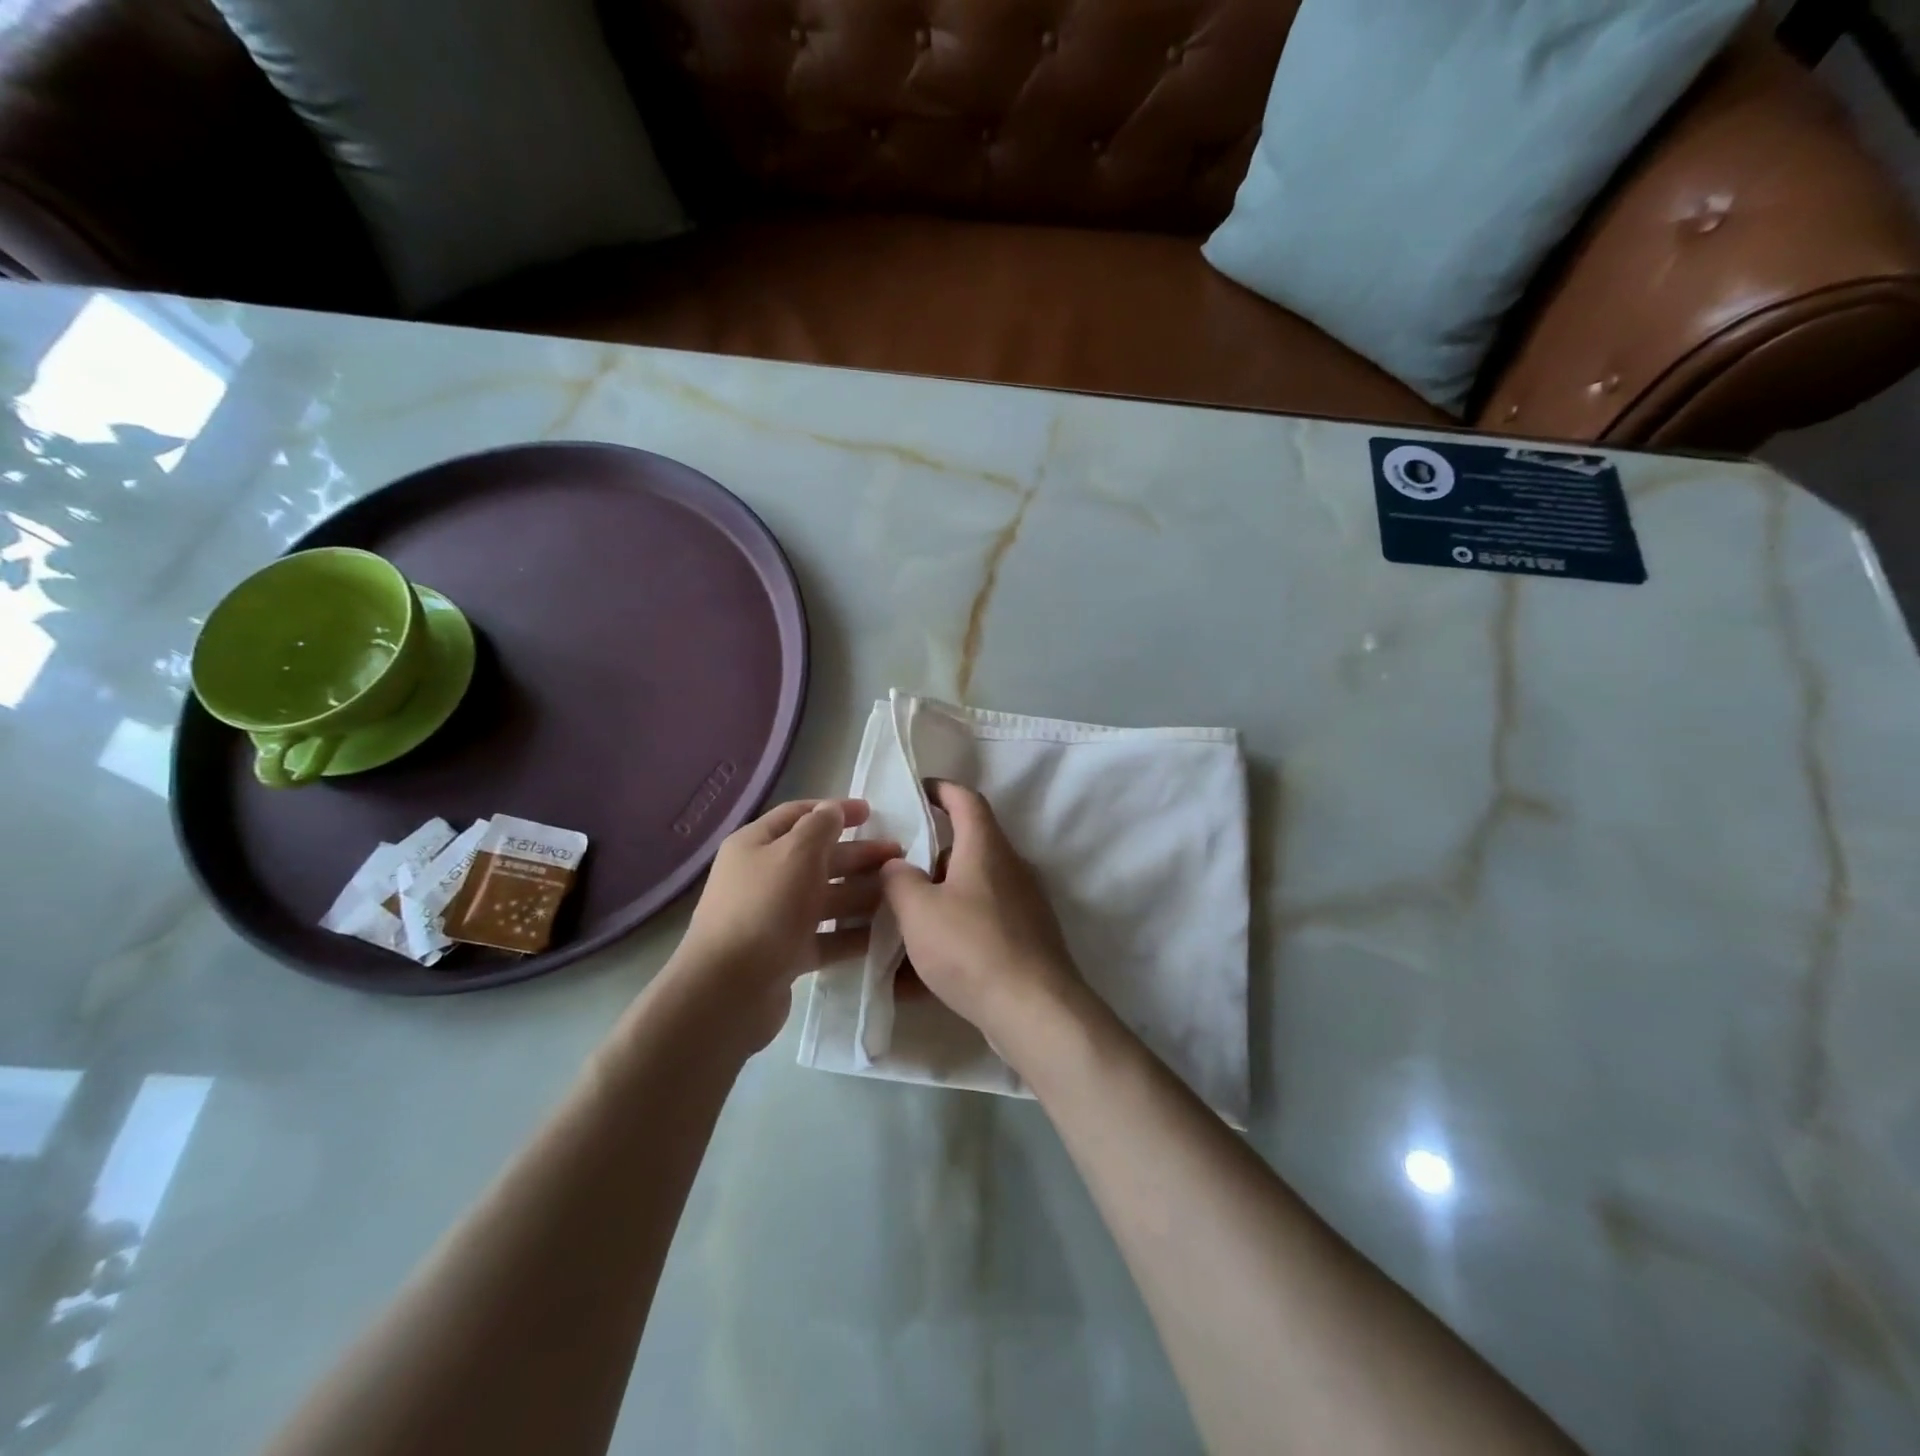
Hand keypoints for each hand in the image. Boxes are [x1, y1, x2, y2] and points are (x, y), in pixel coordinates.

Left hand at [673, 799, 900, 1048]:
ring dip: (861, 894)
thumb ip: (820, 826)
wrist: (728, 991)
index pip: (799, 815)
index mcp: (756, 845)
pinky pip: (825, 936)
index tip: (872, 813)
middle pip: (817, 858)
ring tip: (899, 895)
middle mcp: (762, 877)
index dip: (834, 811)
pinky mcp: (785, 954)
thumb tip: (832, 810)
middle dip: (858, 855)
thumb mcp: (796, 854)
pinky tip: (884, 933)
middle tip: (898, 857)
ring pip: (825, 899)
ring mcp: (773, 918)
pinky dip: (852, 933)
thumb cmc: (764, 909)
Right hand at [879, 782, 1082, 1048]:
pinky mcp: (1025, 941)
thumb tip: (896, 866)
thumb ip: (898, 880)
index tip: (917, 790)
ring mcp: (1022, 906)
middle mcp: (1009, 869)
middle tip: (893, 873)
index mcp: (986, 848)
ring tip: (898, 927)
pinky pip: (979, 928)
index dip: (941, 789)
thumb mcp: (918, 911)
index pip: (966, 800)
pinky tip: (917, 977)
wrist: (1034, 1010)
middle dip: (928, 859)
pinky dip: (950, 939)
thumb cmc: (971, 947)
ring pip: (970, 892)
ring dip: (936, 904)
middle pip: (966, 849)